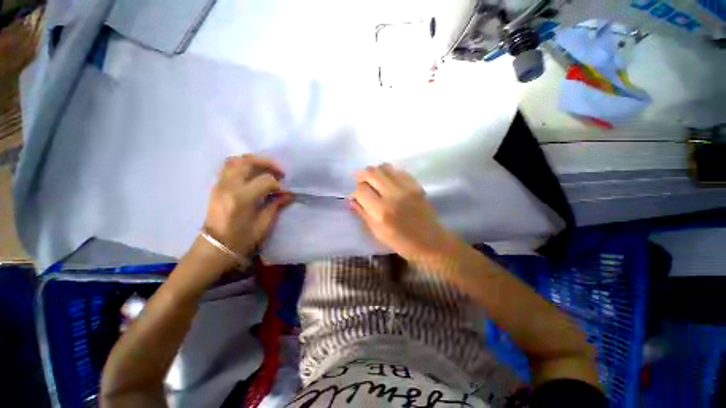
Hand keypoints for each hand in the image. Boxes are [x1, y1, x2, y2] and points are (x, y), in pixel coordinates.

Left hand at [200, 154, 291, 261]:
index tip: (285, 192)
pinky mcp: (217, 186)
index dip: (278, 184)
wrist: (214, 248)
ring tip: (266, 169)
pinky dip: (243, 165)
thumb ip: (275, 206)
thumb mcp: (263, 225)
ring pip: (236, 160)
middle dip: (268, 163)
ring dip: (254, 161)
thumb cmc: (241, 240)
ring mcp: (220, 185)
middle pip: (248, 162)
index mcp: (242, 198)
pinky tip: (253, 174)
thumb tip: (288, 194)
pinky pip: (228, 167)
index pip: (265, 180)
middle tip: (279, 172)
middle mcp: (229, 186)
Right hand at [351, 164, 455, 260]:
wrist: (431, 242)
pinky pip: (398, 171)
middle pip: (371, 172)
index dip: (355, 192)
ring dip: (375, 172)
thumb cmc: (402, 243)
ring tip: (374, 182)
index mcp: (381, 211)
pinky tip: (389, 183)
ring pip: (384, 167)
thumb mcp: (377, 233)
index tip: (357, 197)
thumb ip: (362, 213)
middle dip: (362, 176)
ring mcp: (407, 187)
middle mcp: (393, 195)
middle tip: (361, 183)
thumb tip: (351, 199)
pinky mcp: (416, 185)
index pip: (361, 190)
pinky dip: (389, 174)